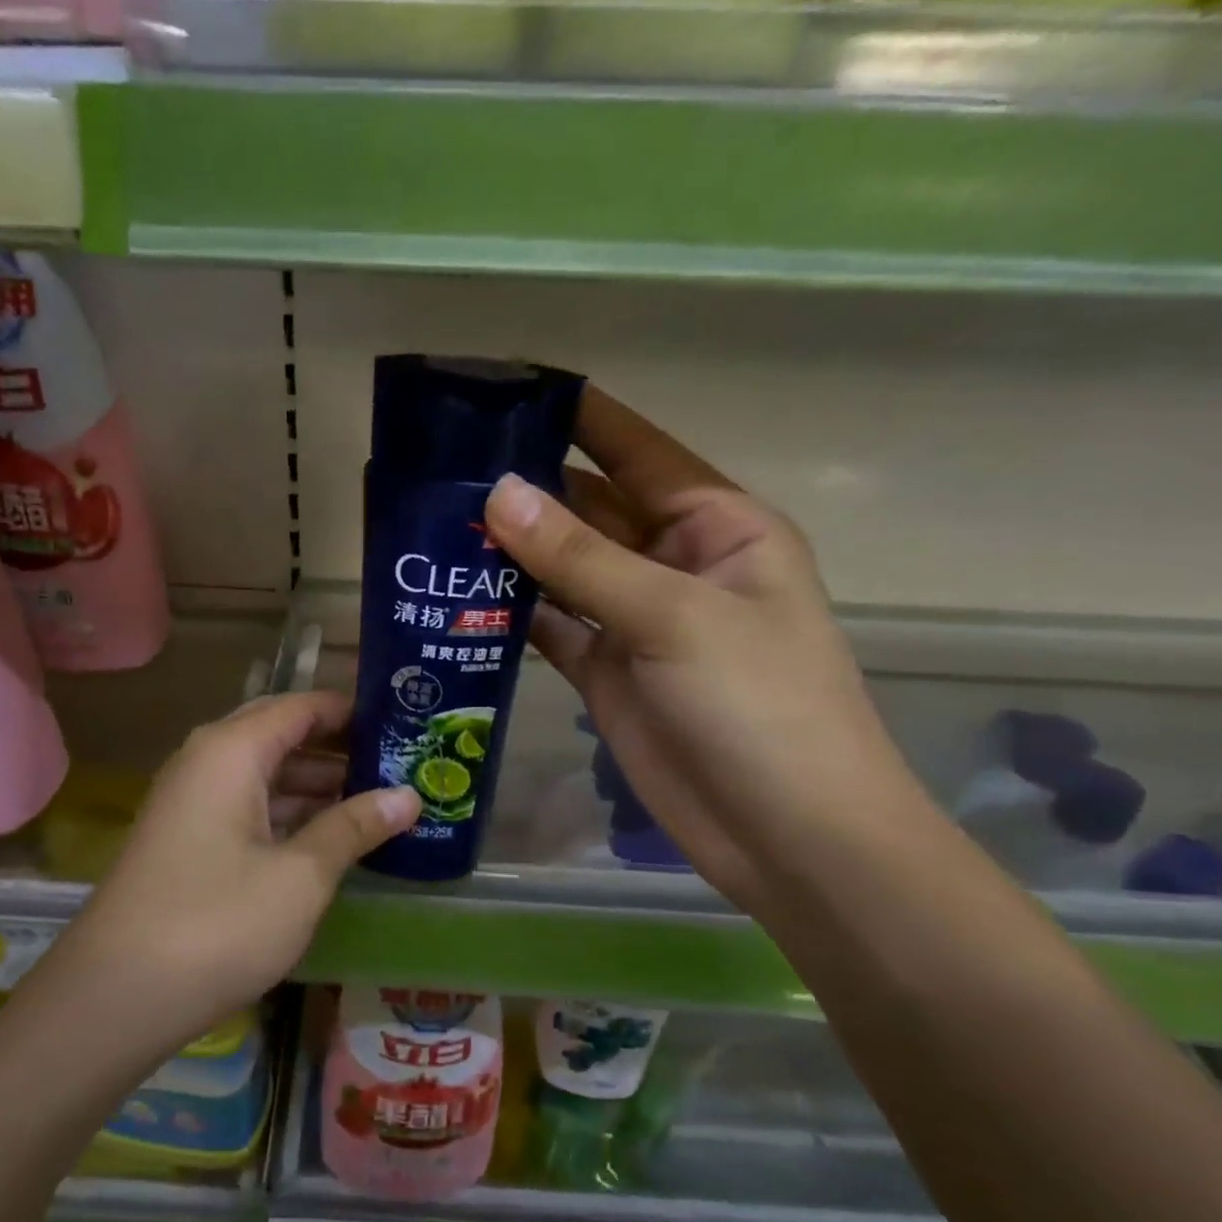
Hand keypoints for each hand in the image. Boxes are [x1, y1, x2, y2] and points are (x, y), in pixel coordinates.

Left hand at [59, 692, 420, 1043]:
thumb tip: (409, 796)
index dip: (352, 712)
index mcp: (231, 750)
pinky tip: (328, 837)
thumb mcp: (301, 875)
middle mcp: (207, 761)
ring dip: (316, 784)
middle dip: (339, 748)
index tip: (403, 723)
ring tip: (378, 800)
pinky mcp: (187, 838)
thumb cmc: (217, 923)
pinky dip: (289, 812)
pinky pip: (248, 805)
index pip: (302, 707)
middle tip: (399, 763)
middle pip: (282, 735)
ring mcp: (191, 801)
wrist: (116, 996)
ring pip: (265, 773)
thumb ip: (354, 827)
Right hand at [483, 389, 920, 911]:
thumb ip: (581, 557)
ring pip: (563, 570)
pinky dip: (512, 614)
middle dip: (529, 489)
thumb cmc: (758, 706)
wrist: (785, 834)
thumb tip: (499, 492)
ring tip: (436, 523)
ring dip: (511, 552)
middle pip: (590, 510)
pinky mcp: (605, 672)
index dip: (579, 417)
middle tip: (445, 466)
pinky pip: (551, 627)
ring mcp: (636, 621)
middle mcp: (674, 564)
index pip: (638, 452)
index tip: (508, 388)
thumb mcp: (674, 616)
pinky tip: (459, 597)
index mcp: (717, 526)